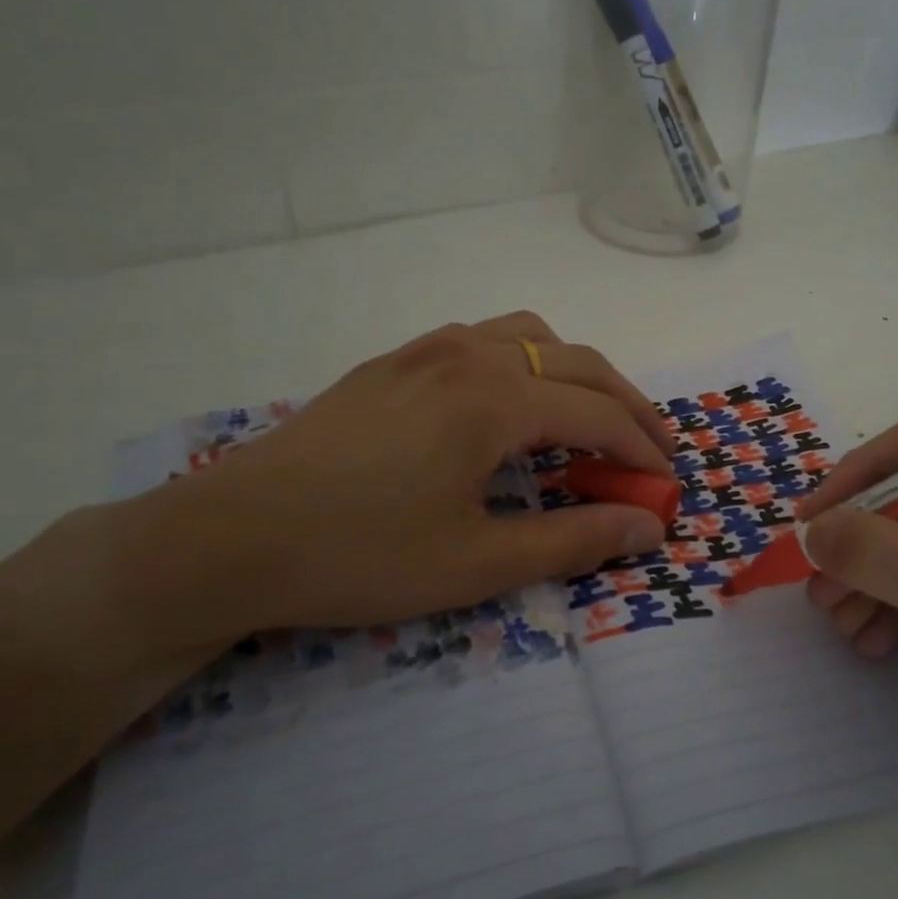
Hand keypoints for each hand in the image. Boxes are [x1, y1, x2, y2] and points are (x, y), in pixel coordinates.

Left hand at [121, 312, 674, 649]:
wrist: (229, 538)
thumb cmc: (360, 555)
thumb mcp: (477, 562)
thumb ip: (572, 541)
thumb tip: (648, 527)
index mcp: (494, 398)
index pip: (598, 414)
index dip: (643, 449)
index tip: (668, 483)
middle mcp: (468, 355)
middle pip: (576, 363)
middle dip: (626, 404)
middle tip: (652, 450)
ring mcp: (425, 350)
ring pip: (529, 336)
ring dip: (574, 372)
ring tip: (588, 418)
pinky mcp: (392, 363)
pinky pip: (481, 340)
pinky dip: (524, 363)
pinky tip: (509, 406)